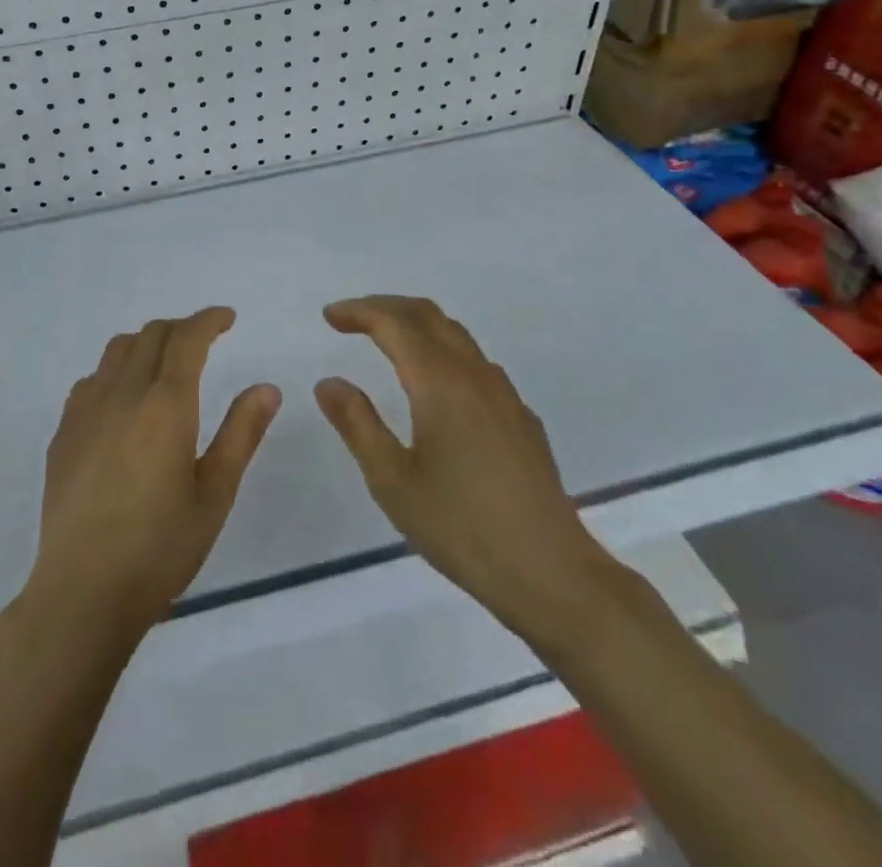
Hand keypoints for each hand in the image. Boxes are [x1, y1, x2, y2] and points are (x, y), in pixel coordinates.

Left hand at [23, 307, 281, 644]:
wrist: (82, 591)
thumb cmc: (160, 548)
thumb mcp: (215, 494)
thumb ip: (241, 433)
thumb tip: (267, 387)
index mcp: (165, 405)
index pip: (187, 338)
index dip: (208, 320)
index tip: (227, 318)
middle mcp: (122, 394)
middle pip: (151, 335)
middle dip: (181, 328)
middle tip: (204, 340)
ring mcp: (86, 410)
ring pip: (117, 351)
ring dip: (146, 343)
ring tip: (165, 364)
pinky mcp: (63, 432)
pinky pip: (92, 380)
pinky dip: (116, 372)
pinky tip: (124, 402)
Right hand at [314, 295, 618, 647]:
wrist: (552, 574)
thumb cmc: (462, 528)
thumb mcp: (392, 481)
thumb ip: (357, 424)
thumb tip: (329, 382)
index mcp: (440, 383)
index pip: (395, 323)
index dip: (359, 311)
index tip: (329, 316)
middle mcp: (474, 375)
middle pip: (428, 315)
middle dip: (386, 306)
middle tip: (351, 319)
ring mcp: (504, 395)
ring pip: (456, 335)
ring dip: (416, 325)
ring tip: (386, 342)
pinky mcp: (521, 418)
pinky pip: (475, 362)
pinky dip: (442, 351)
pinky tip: (434, 386)